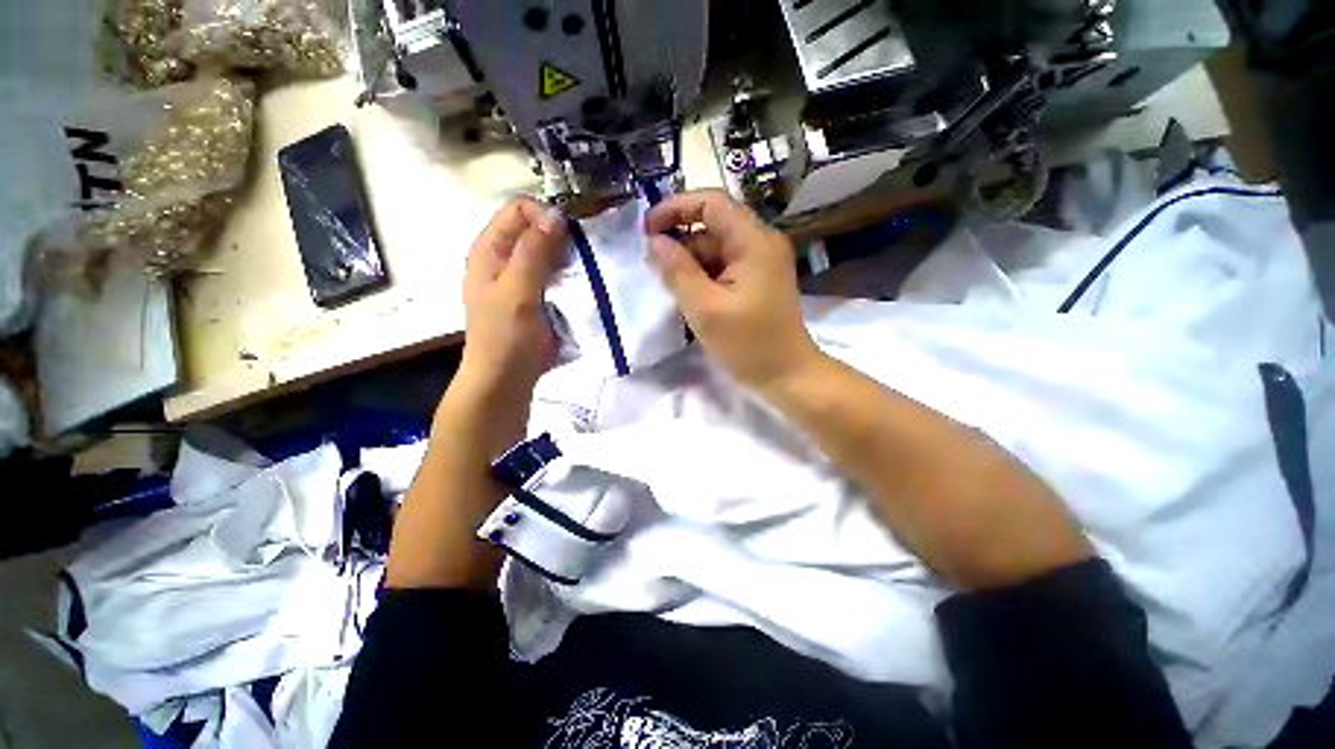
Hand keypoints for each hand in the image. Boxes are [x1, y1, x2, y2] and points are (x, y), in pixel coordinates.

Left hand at [457, 197, 567, 396]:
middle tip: (581, 257)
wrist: (505, 379)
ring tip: (583, 272)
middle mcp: (503, 258)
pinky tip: (579, 286)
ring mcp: (518, 279)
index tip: (571, 238)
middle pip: (534, 228)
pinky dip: (567, 274)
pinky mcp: (534, 297)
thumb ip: (534, 253)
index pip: (519, 209)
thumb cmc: (506, 337)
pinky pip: (553, 274)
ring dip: (567, 256)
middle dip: (560, 236)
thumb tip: (557, 215)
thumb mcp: (518, 292)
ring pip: (546, 252)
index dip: (546, 216)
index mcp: (490, 249)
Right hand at [645, 190, 820, 391]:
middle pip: (713, 226)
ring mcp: (761, 261)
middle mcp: (761, 242)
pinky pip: (724, 266)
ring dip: (691, 263)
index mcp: (754, 241)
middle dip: (681, 243)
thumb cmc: (748, 344)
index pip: (711, 203)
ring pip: (716, 249)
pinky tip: (691, 297)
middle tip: (656, 269)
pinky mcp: (758, 279)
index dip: (676, 209)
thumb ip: (677, 271)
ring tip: (672, 289)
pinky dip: (704, 276)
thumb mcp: (705, 308)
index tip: (647, 229)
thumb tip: (655, 241)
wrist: (787, 375)